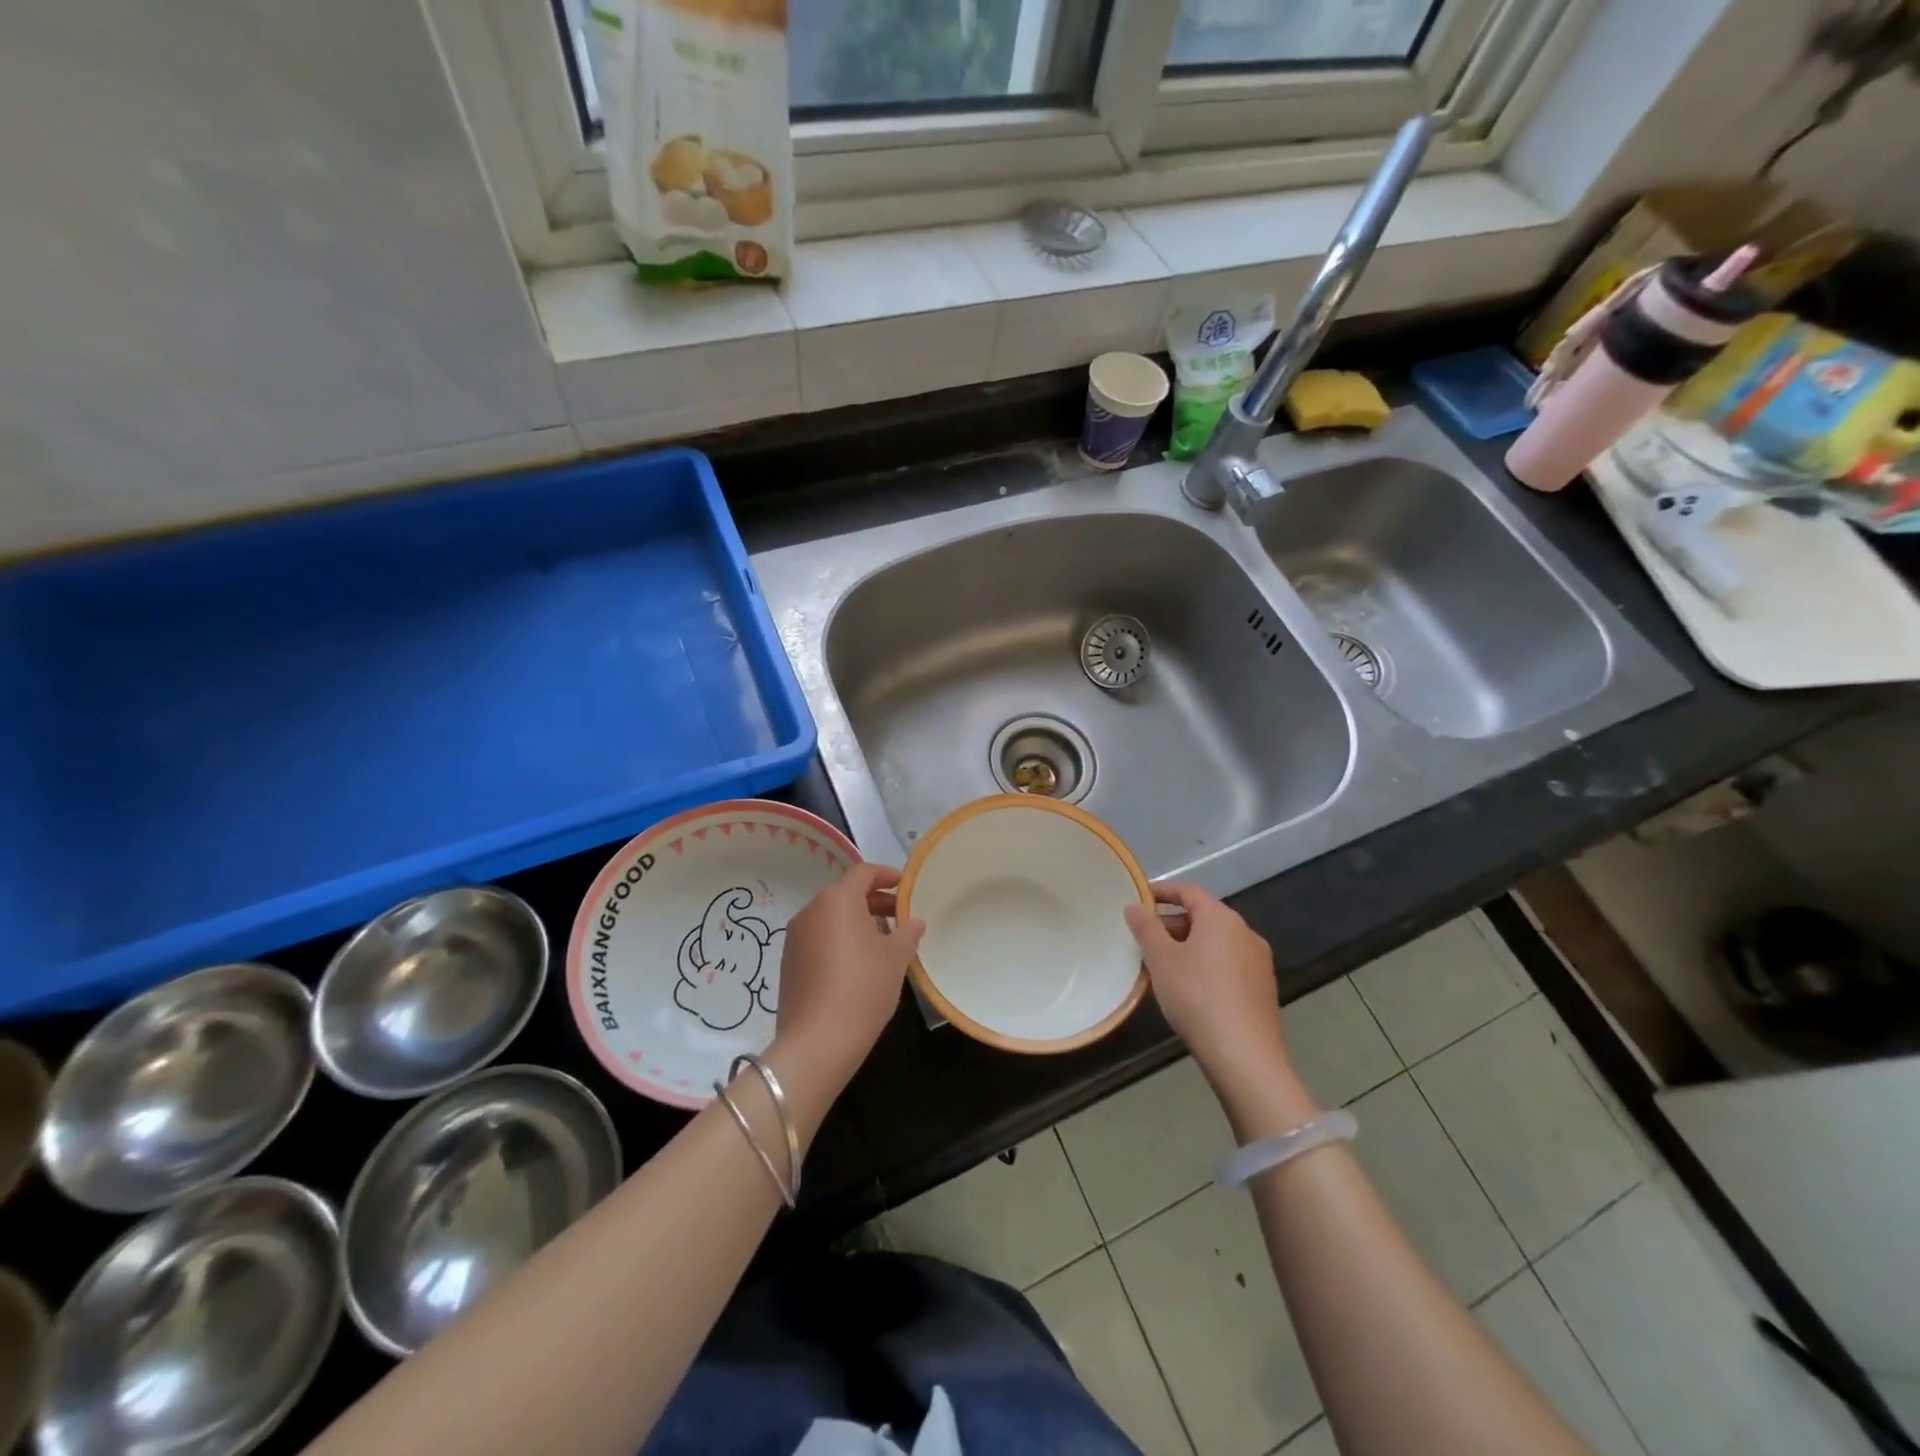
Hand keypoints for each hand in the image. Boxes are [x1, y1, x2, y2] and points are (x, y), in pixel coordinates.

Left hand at [771, 863, 924, 1089]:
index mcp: (837, 900)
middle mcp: (811, 911)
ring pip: (832, 918)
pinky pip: (819, 939)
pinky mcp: (789, 963)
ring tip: (884, 944)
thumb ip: (907, 932)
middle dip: (875, 902)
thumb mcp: (896, 958)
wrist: (817, 1043)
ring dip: (858, 923)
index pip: (863, 873)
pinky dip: (840, 941)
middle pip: (846, 894)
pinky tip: (859, 965)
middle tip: (901, 918)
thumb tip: (913, 921)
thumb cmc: (863, 988)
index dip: (887, 875)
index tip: (905, 886)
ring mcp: (795, 938)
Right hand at [1126, 882, 1287, 1091]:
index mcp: (1221, 918)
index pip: (1189, 891)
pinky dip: (1206, 965)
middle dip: (1172, 924)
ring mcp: (1259, 962)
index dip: (1162, 891)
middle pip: (1203, 916)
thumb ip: (1146, 927)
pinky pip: (1228, 964)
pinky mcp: (1263, 989)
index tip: (1138, 899)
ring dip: (1188, 946)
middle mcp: (1245, 932)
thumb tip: (1135, 905)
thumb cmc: (1196, 996)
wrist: (1244, 1056)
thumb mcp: (1161, 959)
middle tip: (1144, 941)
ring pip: (1216, 942)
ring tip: (1162, 967)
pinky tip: (1189, 990)